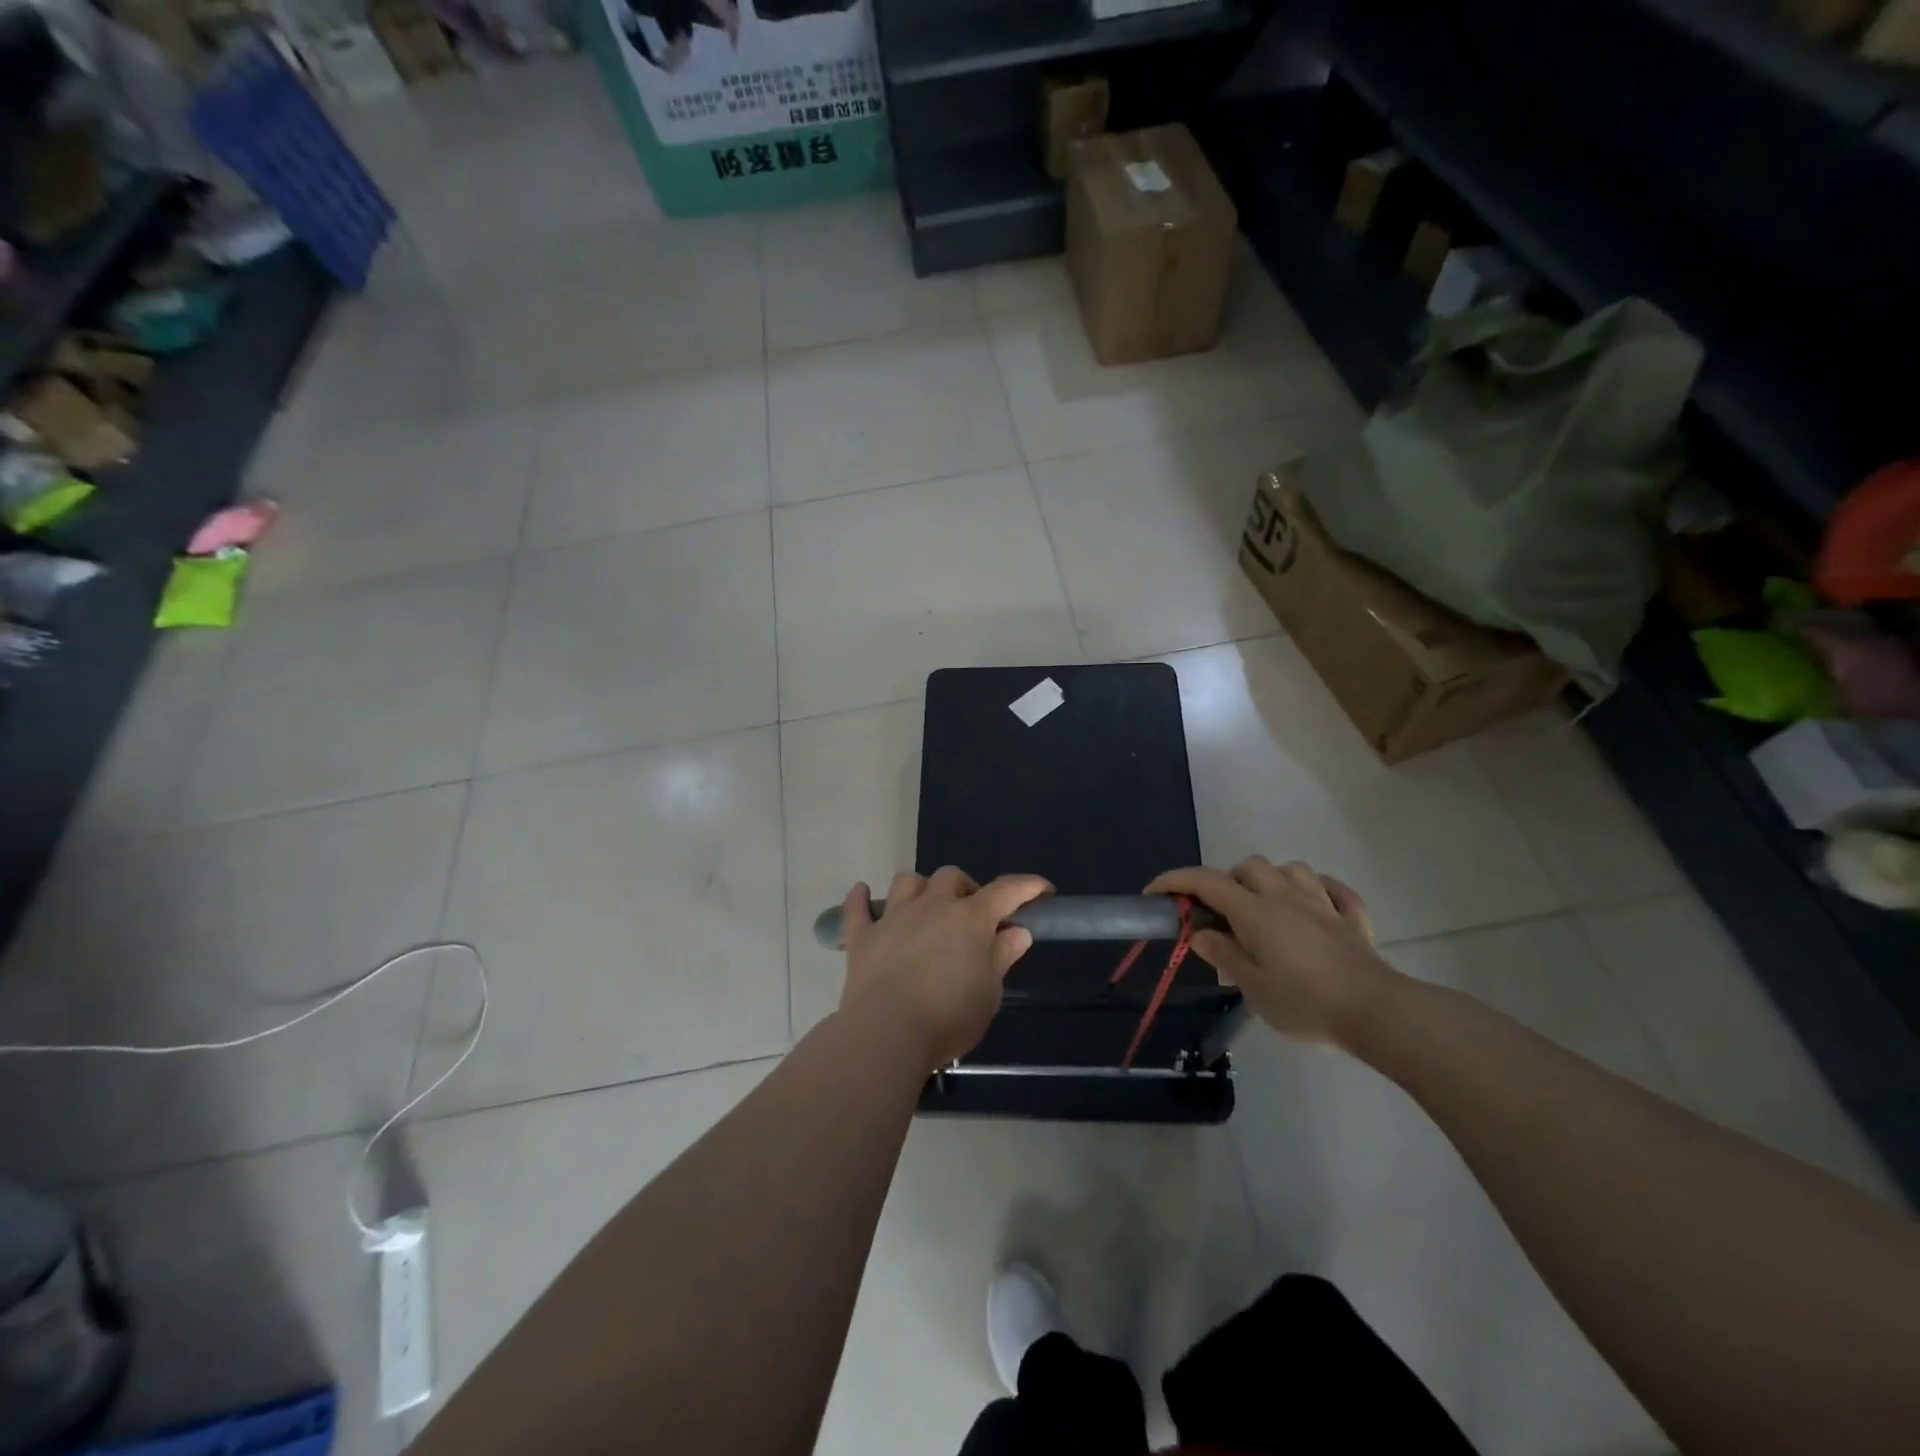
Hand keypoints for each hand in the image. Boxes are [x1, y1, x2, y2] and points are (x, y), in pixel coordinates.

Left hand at [837, 868, 1051, 1066]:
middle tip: (973, 916)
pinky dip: (860, 898)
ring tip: (926, 907)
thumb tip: (1017, 931)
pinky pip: (857, 908)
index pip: (1006, 891)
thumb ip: (1001, 956)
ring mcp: (894, 918)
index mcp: (970, 919)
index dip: (1027, 886)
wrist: (887, 1033)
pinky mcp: (862, 937)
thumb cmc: (948, 1016)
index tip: (1042, 889)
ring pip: (908, 882)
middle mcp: (932, 907)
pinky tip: (862, 893)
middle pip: (951, 877)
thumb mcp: (989, 993)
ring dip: (921, 888)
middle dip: (966, 889)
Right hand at [1148, 857, 1400, 1047]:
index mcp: (1255, 911)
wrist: (1376, 1012)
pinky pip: (1335, 890)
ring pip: (1291, 869)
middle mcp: (1285, 896)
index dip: (1175, 882)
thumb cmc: (1305, 1002)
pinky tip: (1316, 906)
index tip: (1154, 893)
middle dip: (1229, 881)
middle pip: (1248, 866)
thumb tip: (1200, 934)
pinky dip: (1321, 891)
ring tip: (1268, 908)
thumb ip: (1224, 955)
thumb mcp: (1252, 987)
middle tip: (1224, 915)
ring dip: (1273, 881)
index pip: (1205, 882)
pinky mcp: (1353, 918)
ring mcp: (1322, 903)